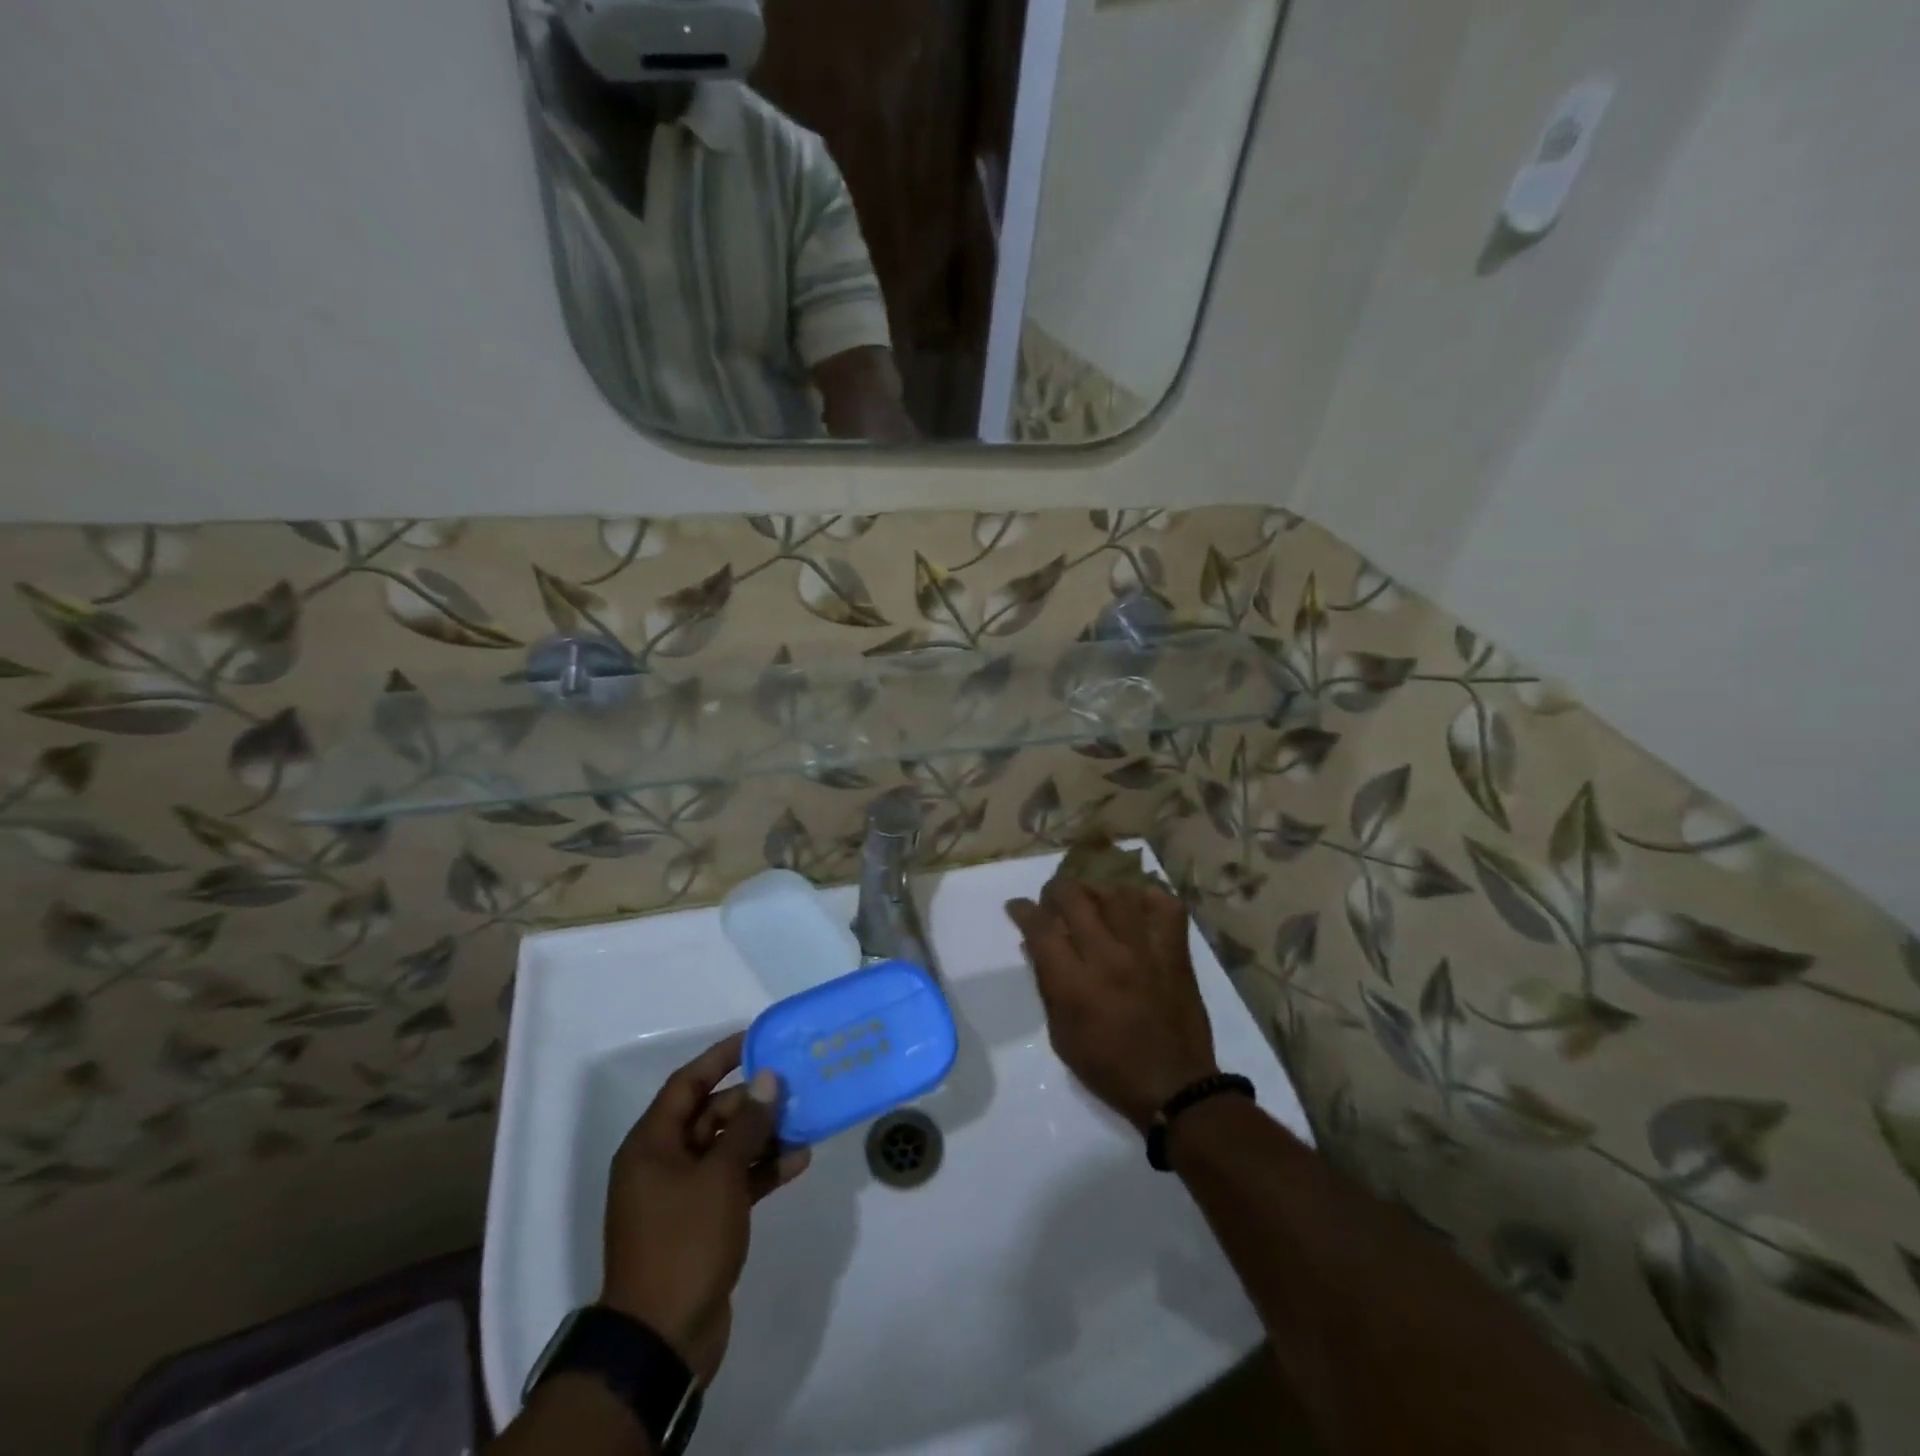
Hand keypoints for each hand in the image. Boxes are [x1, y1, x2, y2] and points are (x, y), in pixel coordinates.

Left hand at [599, 1032, 810, 1385]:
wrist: (662, 1339)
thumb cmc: (683, 1242)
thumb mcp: (719, 1177)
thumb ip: (747, 1126)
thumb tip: (768, 1080)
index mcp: (651, 1145)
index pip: (686, 1085)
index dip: (720, 1058)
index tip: (756, 1039)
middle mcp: (663, 1163)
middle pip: (709, 1116)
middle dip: (751, 1102)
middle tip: (792, 1087)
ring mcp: (682, 1195)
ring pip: (726, 1149)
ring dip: (762, 1137)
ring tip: (804, 1123)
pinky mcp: (702, 1223)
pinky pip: (734, 1182)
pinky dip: (761, 1171)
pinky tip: (797, 1162)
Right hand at [1007, 882, 1218, 1130]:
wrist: (1174, 1087)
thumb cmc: (1109, 1068)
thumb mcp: (1061, 1035)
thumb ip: (1047, 985)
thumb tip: (1035, 944)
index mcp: (1074, 983)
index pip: (1039, 927)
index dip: (1022, 910)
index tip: (1017, 907)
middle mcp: (1107, 957)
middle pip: (1074, 897)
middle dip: (1055, 892)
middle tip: (1054, 902)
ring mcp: (1145, 950)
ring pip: (1117, 893)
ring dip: (1097, 892)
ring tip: (1093, 902)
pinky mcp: (1176, 952)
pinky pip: (1165, 906)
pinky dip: (1149, 899)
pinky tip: (1136, 908)